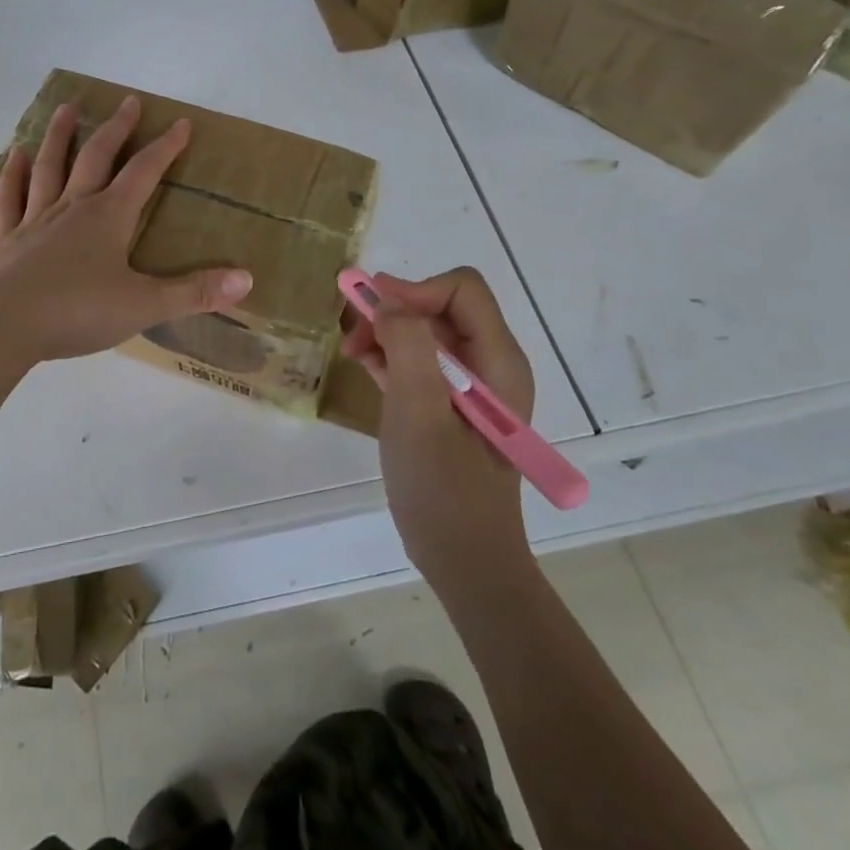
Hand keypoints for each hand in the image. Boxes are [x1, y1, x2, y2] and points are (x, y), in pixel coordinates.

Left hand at [0, 94, 252, 365]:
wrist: (4, 328)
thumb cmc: (78, 312)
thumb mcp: (144, 305)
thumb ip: (194, 292)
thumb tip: (247, 279)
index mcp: (108, 217)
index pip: (144, 173)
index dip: (165, 147)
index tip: (182, 123)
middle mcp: (72, 207)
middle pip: (97, 157)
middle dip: (116, 128)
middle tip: (128, 101)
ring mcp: (35, 220)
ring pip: (50, 167)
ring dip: (60, 136)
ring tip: (67, 109)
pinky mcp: (6, 239)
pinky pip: (10, 198)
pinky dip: (13, 174)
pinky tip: (16, 155)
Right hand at [341, 268, 536, 582]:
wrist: (462, 560)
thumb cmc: (444, 489)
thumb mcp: (420, 413)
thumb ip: (408, 347)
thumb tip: (387, 301)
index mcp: (497, 360)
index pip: (461, 289)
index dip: (415, 290)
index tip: (374, 313)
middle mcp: (489, 363)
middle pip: (440, 305)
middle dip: (394, 310)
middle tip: (353, 333)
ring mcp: (468, 385)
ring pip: (424, 330)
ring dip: (386, 330)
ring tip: (351, 350)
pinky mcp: (447, 404)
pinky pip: (418, 359)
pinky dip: (389, 353)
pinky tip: (362, 364)